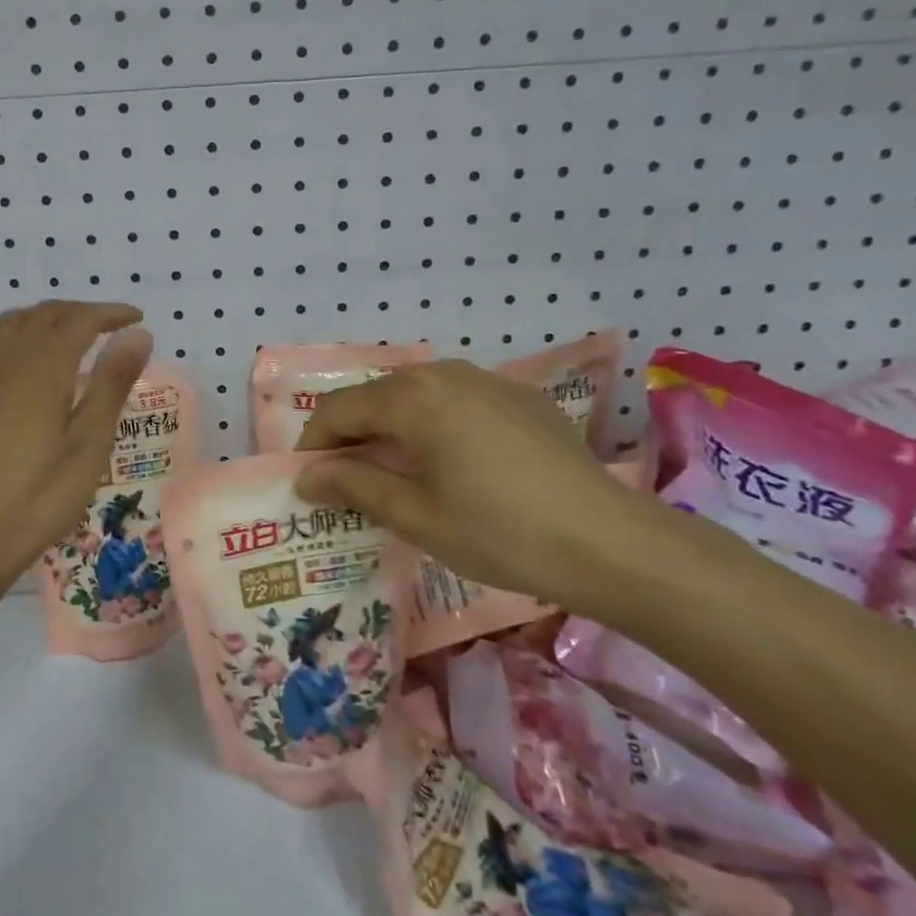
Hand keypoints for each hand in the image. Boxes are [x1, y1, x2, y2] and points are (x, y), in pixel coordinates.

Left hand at [0, 300, 152, 583]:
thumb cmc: (41, 495)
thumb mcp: (90, 443)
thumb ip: (112, 382)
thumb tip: (137, 334)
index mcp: (42, 368)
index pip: (79, 320)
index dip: (110, 313)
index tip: (136, 318)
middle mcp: (5, 359)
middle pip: (44, 314)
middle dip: (79, 313)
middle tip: (110, 328)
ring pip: (13, 324)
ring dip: (46, 320)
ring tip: (70, 340)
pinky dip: (16, 341)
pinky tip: (23, 369)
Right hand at [293, 359, 647, 611]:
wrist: (609, 542)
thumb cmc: (498, 531)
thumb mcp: (415, 514)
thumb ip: (353, 486)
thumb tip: (307, 476)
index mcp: (412, 397)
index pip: (339, 410)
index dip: (314, 444)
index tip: (307, 481)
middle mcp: (445, 373)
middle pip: (377, 397)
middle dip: (352, 435)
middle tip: (345, 482)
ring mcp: (488, 381)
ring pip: (417, 396)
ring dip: (392, 428)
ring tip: (392, 472)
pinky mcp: (521, 398)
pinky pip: (457, 401)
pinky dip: (434, 425)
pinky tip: (451, 464)